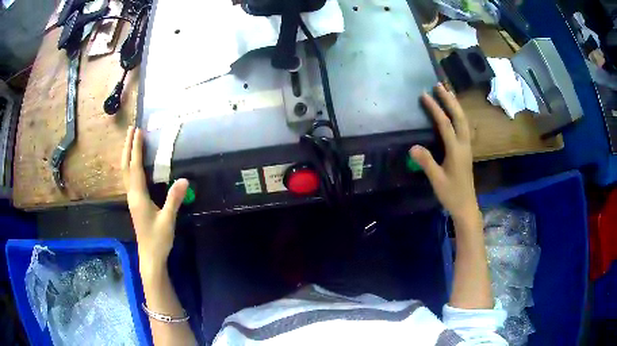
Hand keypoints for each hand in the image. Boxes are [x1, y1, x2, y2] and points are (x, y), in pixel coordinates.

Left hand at [121, 126, 187, 273]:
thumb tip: (184, 179)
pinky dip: (130, 165)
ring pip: (125, 172)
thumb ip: (174, 199)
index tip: (138, 132)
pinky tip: (134, 164)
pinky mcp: (135, 203)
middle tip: (131, 130)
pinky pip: (129, 178)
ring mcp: (132, 199)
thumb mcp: (168, 220)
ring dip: (127, 155)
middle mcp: (132, 195)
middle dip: (127, 147)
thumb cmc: (158, 239)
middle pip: (125, 166)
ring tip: (131, 141)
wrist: (150, 256)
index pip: (135, 167)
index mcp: (138, 196)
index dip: (136, 149)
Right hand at [410, 84, 478, 220]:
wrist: (466, 206)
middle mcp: (464, 144)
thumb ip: (426, 162)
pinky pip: (464, 126)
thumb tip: (412, 146)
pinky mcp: (466, 150)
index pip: (445, 124)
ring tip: (447, 92)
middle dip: (449, 100)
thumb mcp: (437, 180)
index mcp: (456, 150)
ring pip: (464, 120)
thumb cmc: (452, 194)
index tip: (424, 95)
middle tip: (440, 85)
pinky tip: (454, 112)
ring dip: (455, 105)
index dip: (435, 109)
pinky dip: (458, 114)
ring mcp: (467, 147)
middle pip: (459, 117)